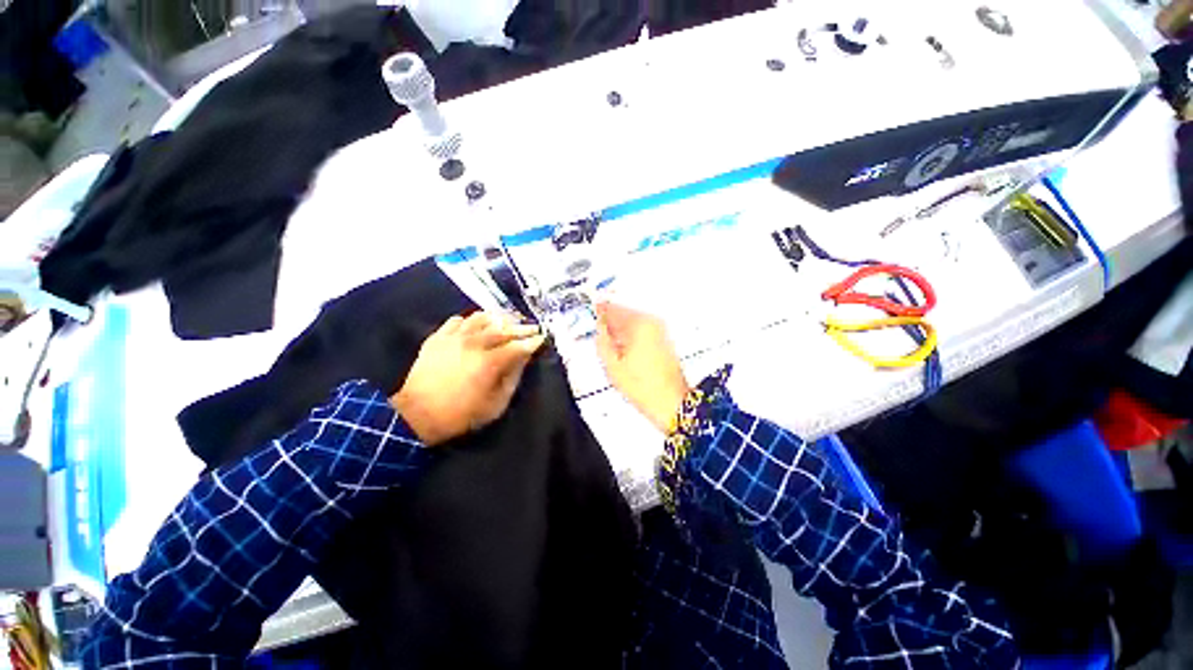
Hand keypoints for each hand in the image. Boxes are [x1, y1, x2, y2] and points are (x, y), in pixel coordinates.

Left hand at [392, 312, 545, 446]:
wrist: (417, 415)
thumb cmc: (461, 414)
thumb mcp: (495, 404)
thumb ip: (513, 378)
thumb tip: (524, 358)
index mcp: (490, 362)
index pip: (518, 345)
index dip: (533, 341)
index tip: (542, 338)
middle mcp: (474, 344)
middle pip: (503, 328)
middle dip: (522, 327)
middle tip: (532, 327)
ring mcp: (454, 338)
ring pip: (481, 318)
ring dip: (499, 318)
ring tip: (508, 321)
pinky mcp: (438, 337)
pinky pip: (458, 320)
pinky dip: (471, 320)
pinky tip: (477, 325)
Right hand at [595, 303, 689, 433]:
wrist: (671, 402)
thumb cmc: (643, 386)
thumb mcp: (612, 365)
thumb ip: (602, 342)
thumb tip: (599, 330)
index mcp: (638, 324)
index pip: (613, 309)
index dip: (600, 311)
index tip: (592, 312)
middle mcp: (652, 322)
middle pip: (624, 314)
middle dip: (611, 322)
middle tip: (599, 332)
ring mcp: (660, 331)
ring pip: (633, 323)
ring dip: (620, 330)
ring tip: (611, 345)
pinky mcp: (664, 340)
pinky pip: (642, 331)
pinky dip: (631, 336)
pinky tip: (624, 350)